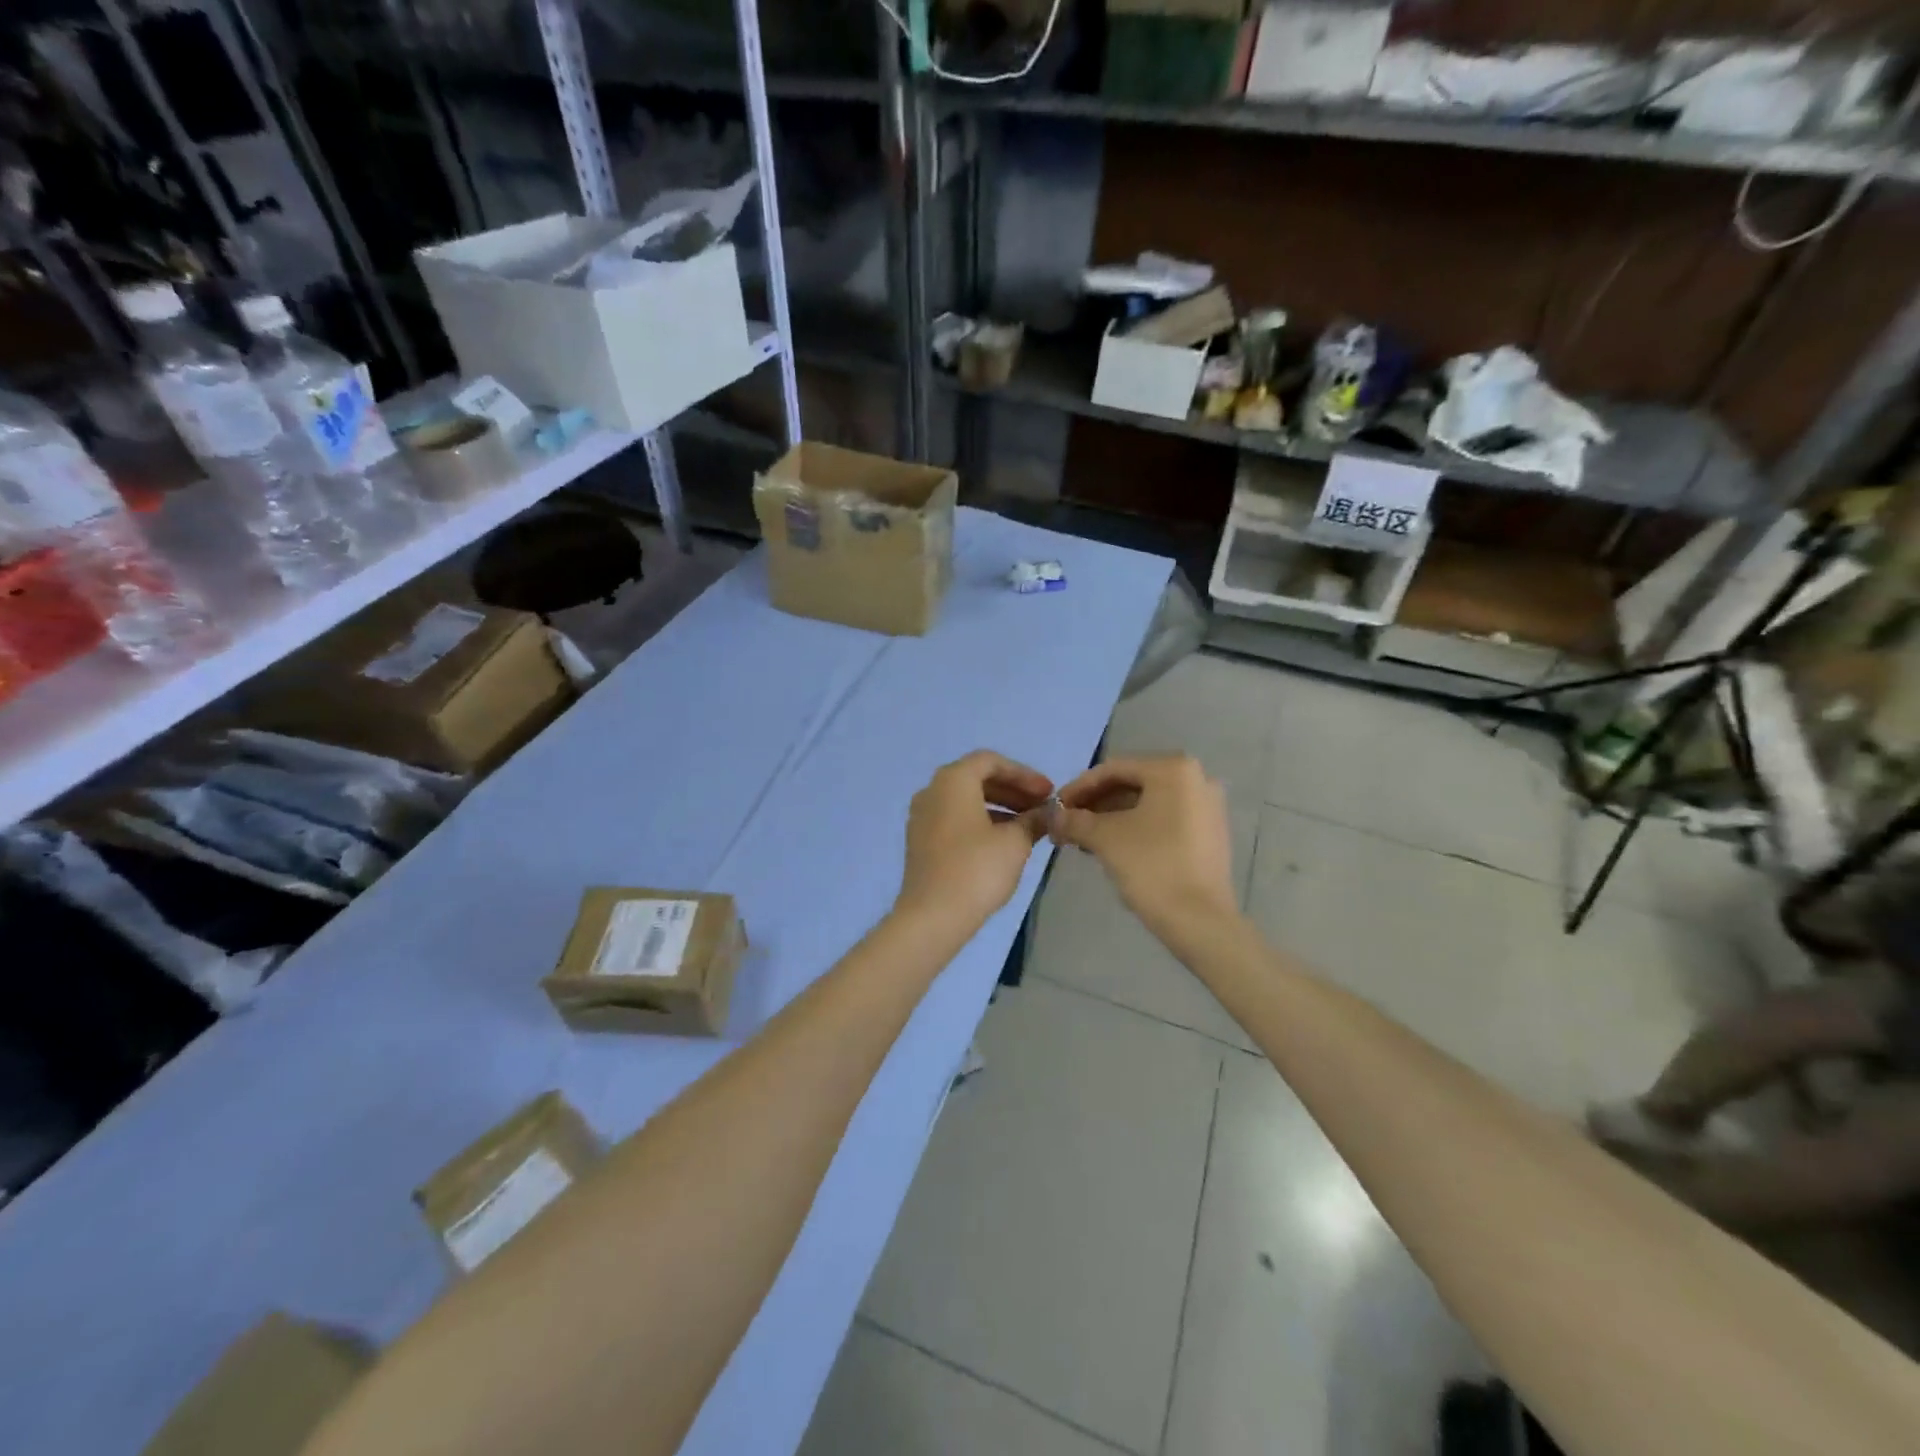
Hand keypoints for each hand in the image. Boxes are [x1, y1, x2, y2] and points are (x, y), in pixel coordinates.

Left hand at [898, 751, 1054, 931]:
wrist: (932, 915)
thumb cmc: (976, 869)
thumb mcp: (1015, 842)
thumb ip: (1033, 820)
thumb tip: (1047, 813)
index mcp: (952, 780)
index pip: (991, 761)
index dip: (1024, 774)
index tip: (1049, 793)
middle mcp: (932, 791)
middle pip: (977, 778)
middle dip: (1012, 791)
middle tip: (1042, 807)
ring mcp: (922, 816)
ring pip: (966, 800)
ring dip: (999, 808)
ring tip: (1028, 826)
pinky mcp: (920, 841)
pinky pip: (955, 819)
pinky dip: (980, 822)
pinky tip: (1003, 842)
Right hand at [1051, 755, 1236, 940]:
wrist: (1200, 921)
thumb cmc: (1151, 867)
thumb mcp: (1105, 838)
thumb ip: (1075, 820)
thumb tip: (1053, 817)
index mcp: (1173, 769)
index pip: (1113, 770)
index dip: (1078, 788)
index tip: (1055, 809)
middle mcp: (1197, 778)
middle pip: (1132, 784)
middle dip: (1096, 804)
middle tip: (1068, 824)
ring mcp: (1208, 806)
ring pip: (1148, 803)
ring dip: (1113, 817)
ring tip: (1085, 839)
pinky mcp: (1211, 832)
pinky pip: (1165, 819)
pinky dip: (1137, 827)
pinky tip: (1113, 847)